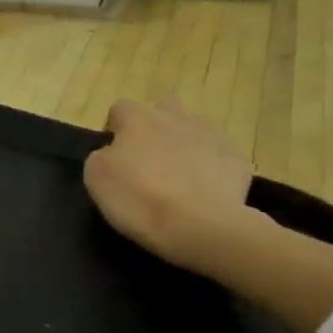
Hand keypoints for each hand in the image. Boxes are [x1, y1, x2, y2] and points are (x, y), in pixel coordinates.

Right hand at [84, 98, 253, 269]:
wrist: (200, 225)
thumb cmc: (139, 199)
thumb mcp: (96, 178)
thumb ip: (101, 156)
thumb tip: (111, 153)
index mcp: (138, 120)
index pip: (120, 108)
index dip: (115, 128)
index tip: (114, 153)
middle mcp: (175, 118)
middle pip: (164, 107)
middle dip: (157, 125)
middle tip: (150, 157)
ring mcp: (210, 136)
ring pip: (195, 128)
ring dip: (185, 143)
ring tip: (179, 174)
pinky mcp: (236, 159)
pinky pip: (218, 155)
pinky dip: (210, 167)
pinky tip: (203, 191)